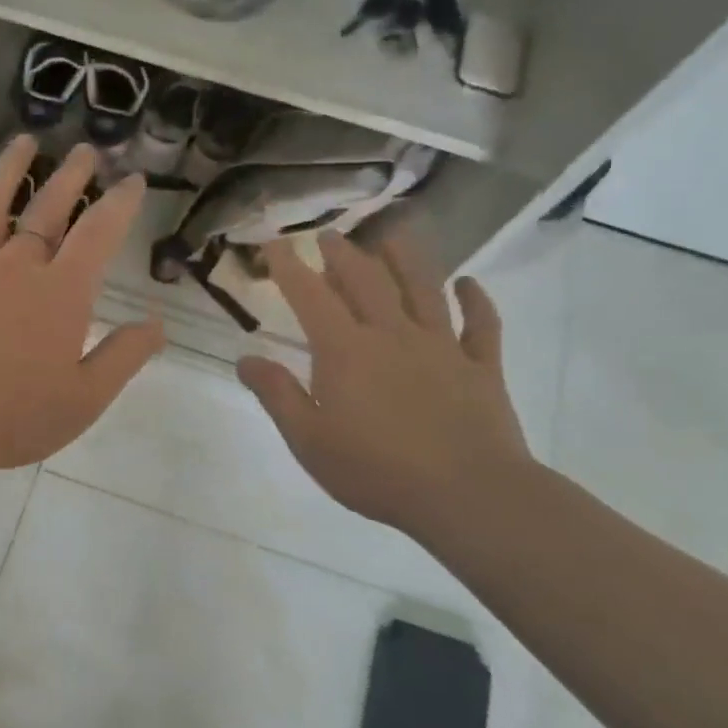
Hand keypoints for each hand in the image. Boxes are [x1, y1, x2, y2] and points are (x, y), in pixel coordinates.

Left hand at [0, 136, 165, 477]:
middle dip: (71, 177)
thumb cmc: (12, 418)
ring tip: (23, 142)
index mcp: (60, 294)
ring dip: (8, 172)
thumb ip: (123, 357)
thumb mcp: (84, 399)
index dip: (119, 204)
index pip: (98, 235)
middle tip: (85, 151)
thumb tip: (158, 323)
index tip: (133, 181)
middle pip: (47, 211)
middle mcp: (16, 269)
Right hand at [237, 233, 531, 543]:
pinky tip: (469, 283)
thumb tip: (246, 358)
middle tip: (330, 235)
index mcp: (346, 350)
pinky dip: (476, 300)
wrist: (465, 494)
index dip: (289, 267)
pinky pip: (481, 324)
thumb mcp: (309, 440)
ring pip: (423, 288)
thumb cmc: (376, 471)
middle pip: (366, 280)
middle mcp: (392, 335)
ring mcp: (442, 347)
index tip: (274, 244)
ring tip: (394, 233)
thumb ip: (277, 395)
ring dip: (406, 258)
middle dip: (343, 254)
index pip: (311, 296)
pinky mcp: (481, 366)